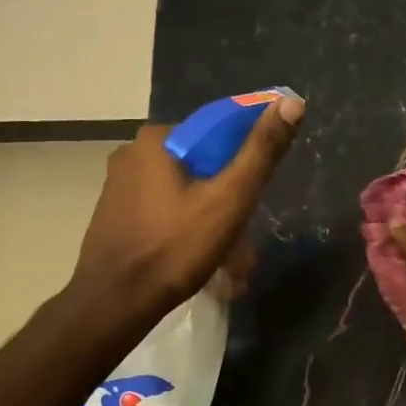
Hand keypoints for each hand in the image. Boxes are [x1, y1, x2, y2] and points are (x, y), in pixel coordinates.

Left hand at [72, 97, 303, 317]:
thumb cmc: (175, 247)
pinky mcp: (114, 215)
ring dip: (212, 223)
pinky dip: (187, 230)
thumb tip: (292, 101)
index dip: (246, 163)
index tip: (256, 198)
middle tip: (245, 245)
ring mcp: (119, 186)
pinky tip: (201, 262)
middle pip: (203, 167)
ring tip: (231, 264)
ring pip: (185, 193)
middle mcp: (132, 153)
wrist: (114, 304)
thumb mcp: (229, 198)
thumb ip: (261, 150)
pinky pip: (164, 212)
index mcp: (157, 138)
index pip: (218, 134)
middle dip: (229, 204)